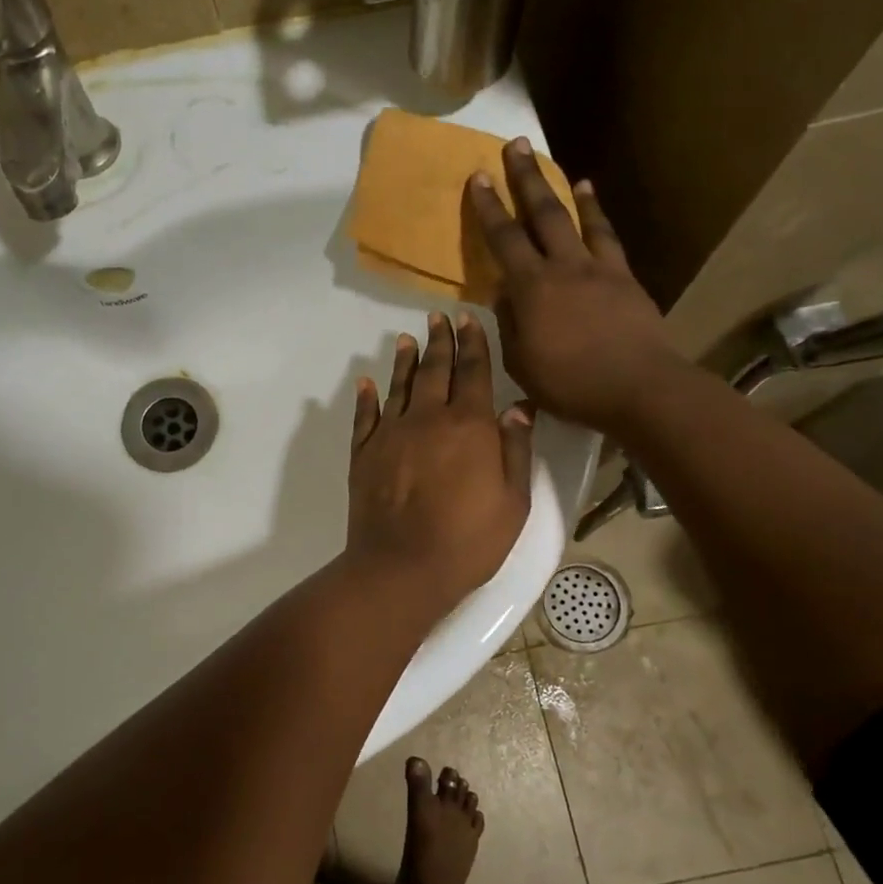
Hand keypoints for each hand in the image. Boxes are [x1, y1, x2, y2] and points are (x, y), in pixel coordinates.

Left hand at [346, 313, 533, 609]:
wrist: (402, 566)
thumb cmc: (469, 540)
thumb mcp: (513, 501)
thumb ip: (516, 451)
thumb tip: (518, 410)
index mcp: (469, 425)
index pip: (473, 372)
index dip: (473, 343)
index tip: (468, 318)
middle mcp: (428, 418)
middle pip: (435, 370)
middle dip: (439, 340)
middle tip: (437, 316)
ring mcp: (391, 433)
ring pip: (399, 386)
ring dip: (405, 360)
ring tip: (407, 338)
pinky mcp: (364, 453)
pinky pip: (365, 416)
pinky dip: (366, 397)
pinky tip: (367, 382)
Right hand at [468, 138, 673, 436]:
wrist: (639, 387)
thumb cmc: (571, 384)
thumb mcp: (522, 363)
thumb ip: (509, 325)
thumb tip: (504, 293)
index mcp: (532, 289)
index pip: (504, 240)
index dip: (488, 207)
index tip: (478, 177)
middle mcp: (563, 267)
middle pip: (541, 213)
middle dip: (525, 177)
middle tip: (514, 145)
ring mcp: (598, 268)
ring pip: (576, 217)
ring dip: (561, 188)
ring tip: (552, 165)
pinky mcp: (624, 277)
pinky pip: (607, 236)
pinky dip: (596, 213)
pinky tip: (591, 198)